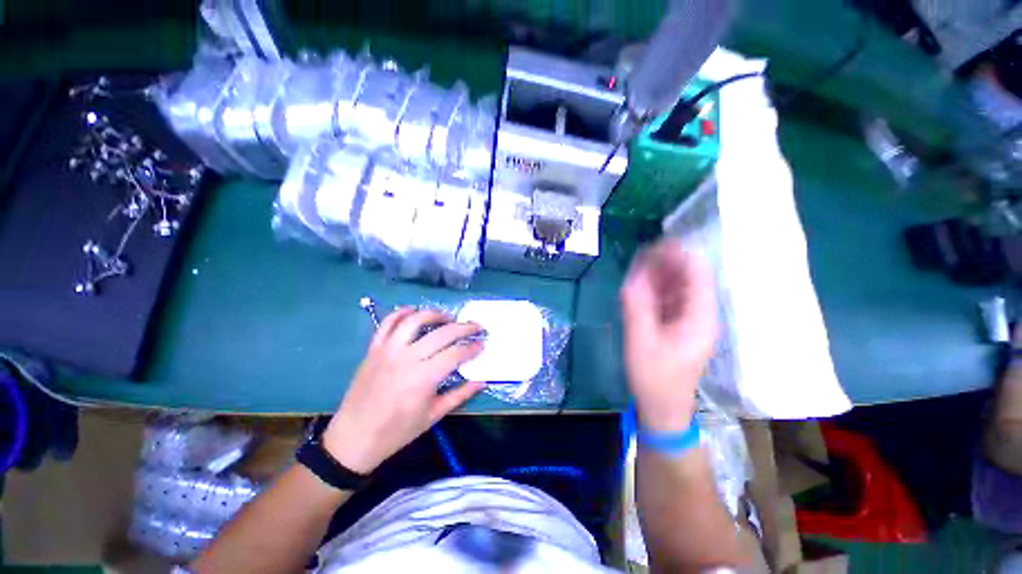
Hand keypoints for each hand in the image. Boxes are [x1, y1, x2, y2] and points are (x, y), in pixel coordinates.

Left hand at [323, 308, 484, 473]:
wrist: (354, 439)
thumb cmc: (397, 431)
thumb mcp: (433, 416)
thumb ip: (460, 395)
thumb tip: (482, 381)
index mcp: (424, 378)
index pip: (455, 354)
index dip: (472, 347)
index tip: (482, 344)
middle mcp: (407, 358)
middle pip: (442, 333)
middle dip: (464, 327)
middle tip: (476, 326)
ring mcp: (388, 350)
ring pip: (415, 320)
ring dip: (435, 314)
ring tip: (448, 318)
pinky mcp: (374, 349)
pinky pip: (388, 323)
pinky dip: (402, 312)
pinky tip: (414, 311)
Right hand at [620, 239, 716, 432]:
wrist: (663, 407)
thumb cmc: (654, 377)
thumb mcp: (640, 340)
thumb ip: (636, 306)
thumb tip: (632, 276)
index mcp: (700, 317)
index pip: (698, 274)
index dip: (678, 255)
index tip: (652, 246)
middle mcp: (702, 314)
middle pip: (690, 277)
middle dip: (666, 263)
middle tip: (640, 256)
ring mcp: (693, 319)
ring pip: (679, 286)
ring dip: (659, 275)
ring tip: (637, 269)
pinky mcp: (681, 324)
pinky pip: (671, 298)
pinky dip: (656, 289)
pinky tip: (641, 287)